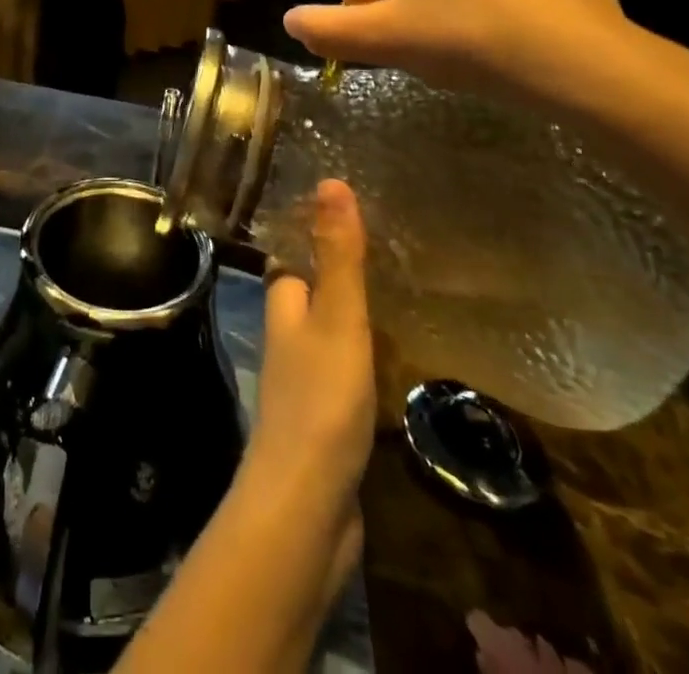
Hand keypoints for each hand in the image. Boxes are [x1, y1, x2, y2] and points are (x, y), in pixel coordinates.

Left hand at [251, 181, 375, 509]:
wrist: (307, 505)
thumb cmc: (320, 399)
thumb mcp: (337, 317)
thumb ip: (338, 255)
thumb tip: (331, 182)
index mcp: (283, 304)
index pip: (292, 253)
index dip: (314, 229)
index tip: (350, 205)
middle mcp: (288, 335)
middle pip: (313, 290)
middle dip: (342, 270)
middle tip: (393, 247)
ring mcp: (306, 378)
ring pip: (332, 330)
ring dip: (359, 313)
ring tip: (406, 290)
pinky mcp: (328, 416)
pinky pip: (350, 371)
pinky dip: (370, 356)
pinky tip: (401, 357)